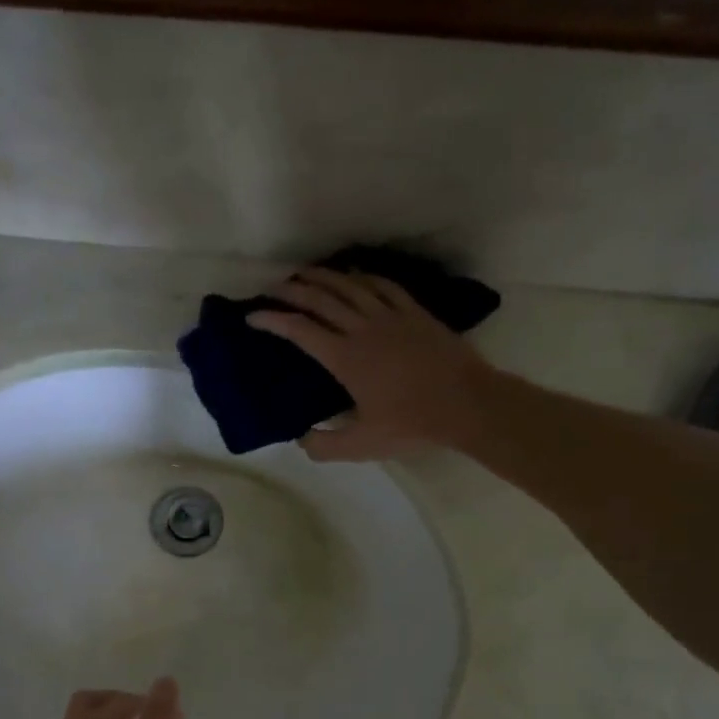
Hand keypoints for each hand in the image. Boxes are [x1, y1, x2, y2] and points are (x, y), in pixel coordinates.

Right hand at [248, 268, 491, 461]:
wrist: (466, 404)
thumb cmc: (412, 424)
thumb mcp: (362, 446)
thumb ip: (325, 445)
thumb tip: (301, 438)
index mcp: (345, 358)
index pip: (300, 331)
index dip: (272, 320)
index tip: (252, 315)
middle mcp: (362, 329)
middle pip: (321, 299)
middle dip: (292, 290)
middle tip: (272, 286)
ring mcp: (391, 316)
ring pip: (350, 286)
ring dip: (323, 277)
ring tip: (305, 273)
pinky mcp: (414, 313)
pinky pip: (383, 285)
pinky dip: (363, 276)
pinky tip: (354, 274)